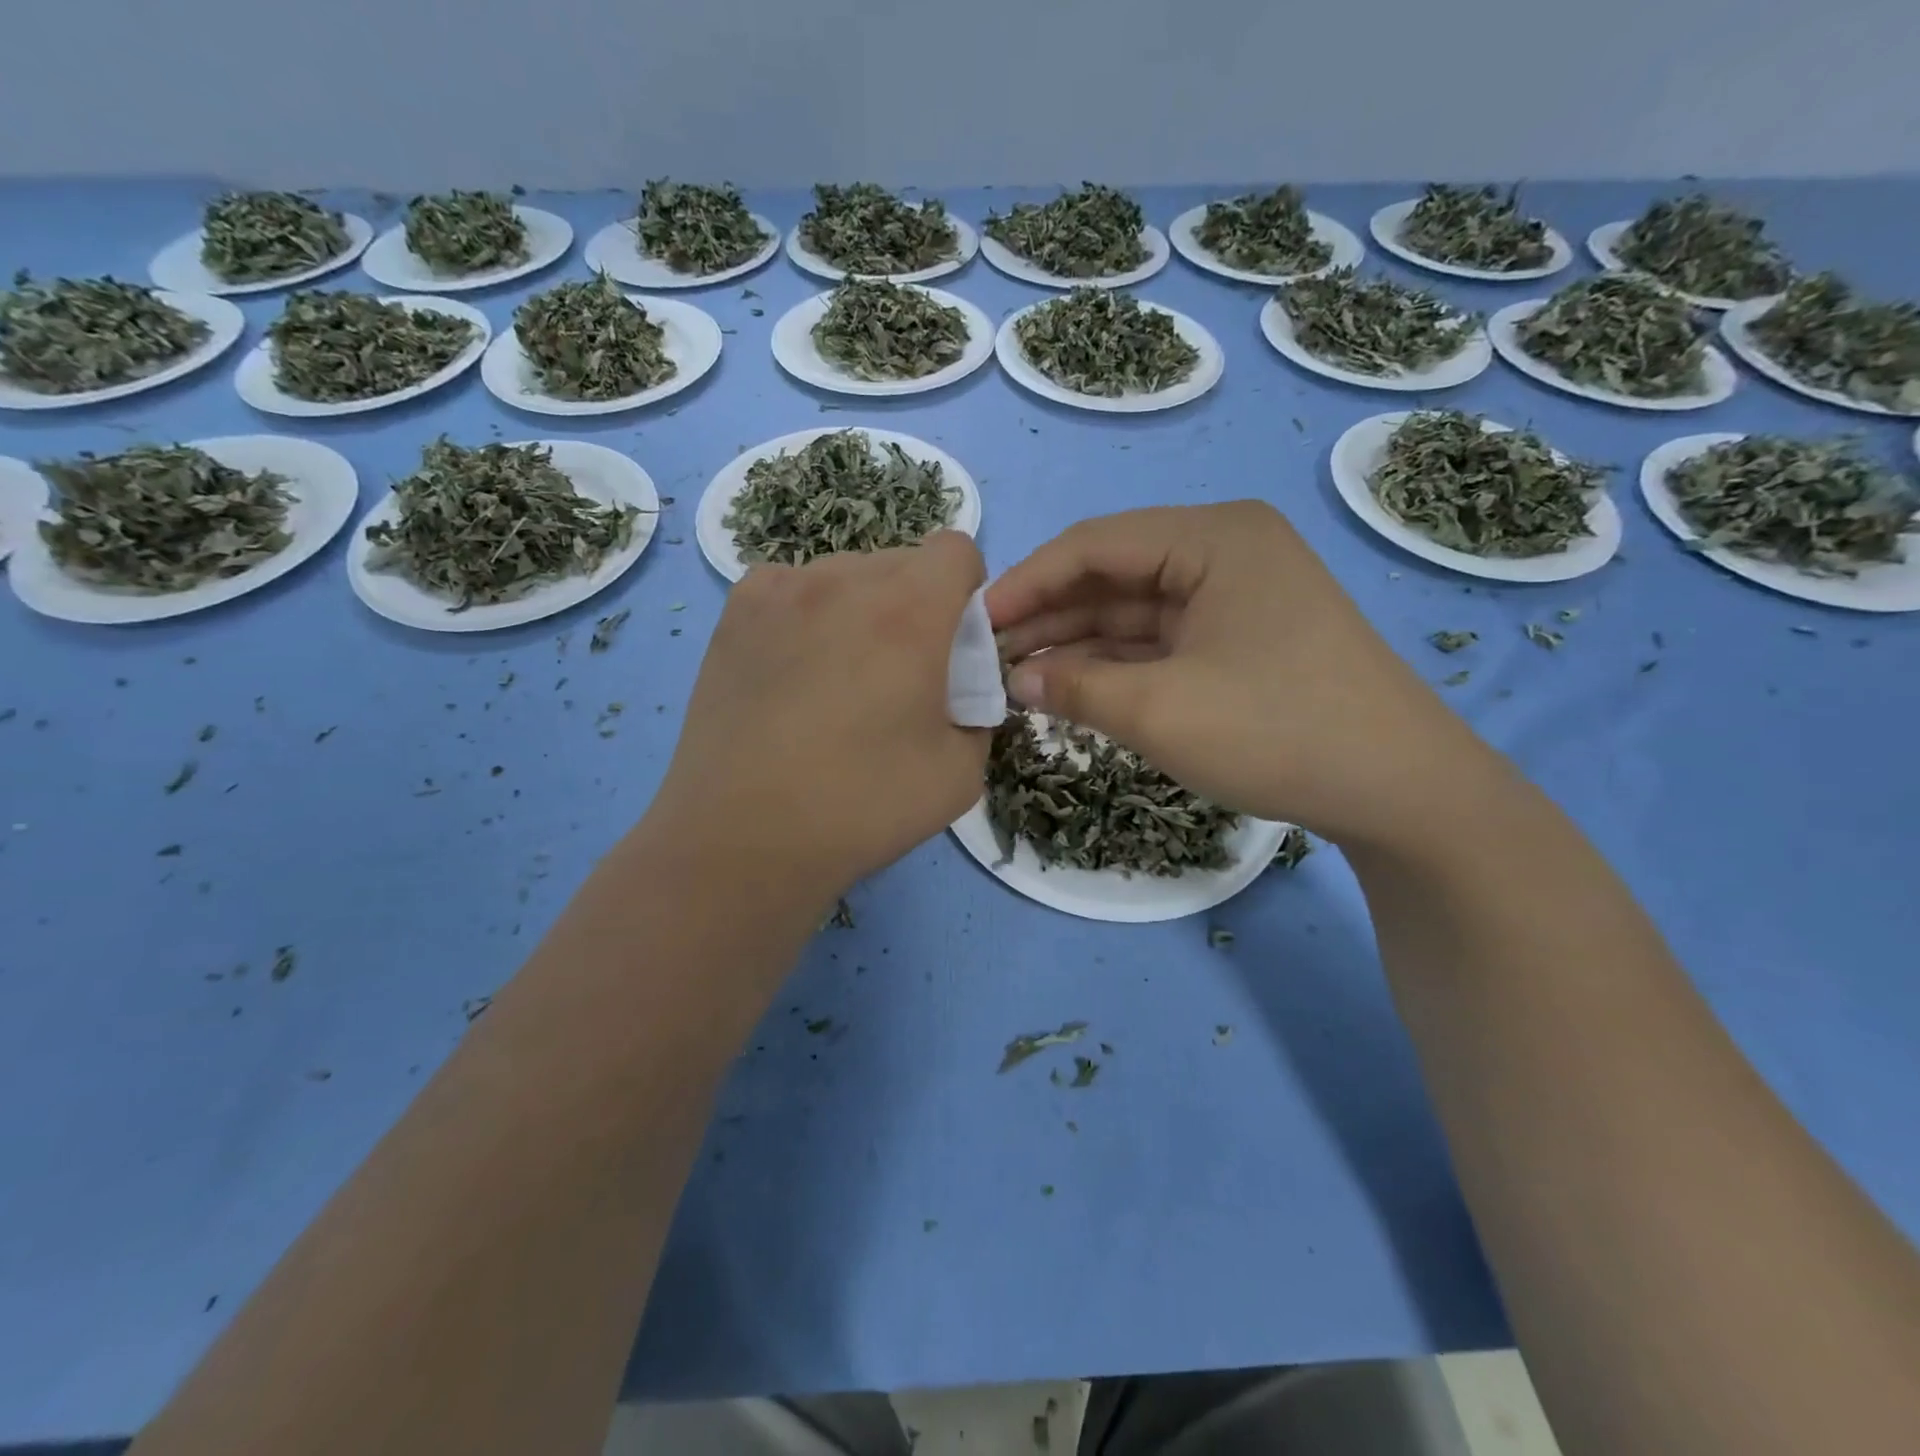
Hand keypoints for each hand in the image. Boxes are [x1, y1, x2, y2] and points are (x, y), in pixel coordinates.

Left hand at [644, 532, 989, 906]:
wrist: (744, 837)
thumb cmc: (862, 806)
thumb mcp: (962, 774)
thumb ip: (978, 714)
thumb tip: (958, 694)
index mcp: (910, 610)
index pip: (957, 549)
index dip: (966, 592)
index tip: (953, 643)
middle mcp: (844, 579)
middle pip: (902, 562)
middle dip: (917, 604)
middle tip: (899, 673)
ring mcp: (780, 590)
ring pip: (845, 574)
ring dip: (861, 608)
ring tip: (838, 678)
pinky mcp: (735, 613)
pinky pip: (793, 589)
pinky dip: (808, 614)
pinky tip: (794, 671)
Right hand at [987, 502, 1495, 845]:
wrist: (1401, 791)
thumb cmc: (1278, 730)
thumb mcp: (1162, 710)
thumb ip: (1076, 687)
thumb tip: (1015, 680)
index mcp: (1212, 538)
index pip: (1094, 544)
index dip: (1027, 582)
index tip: (975, 623)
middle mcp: (1224, 553)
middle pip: (1112, 576)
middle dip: (1049, 617)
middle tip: (988, 658)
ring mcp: (1235, 600)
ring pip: (1133, 613)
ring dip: (1076, 645)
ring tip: (1015, 680)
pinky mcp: (1240, 643)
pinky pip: (1159, 644)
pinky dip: (1114, 666)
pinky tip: (1069, 690)